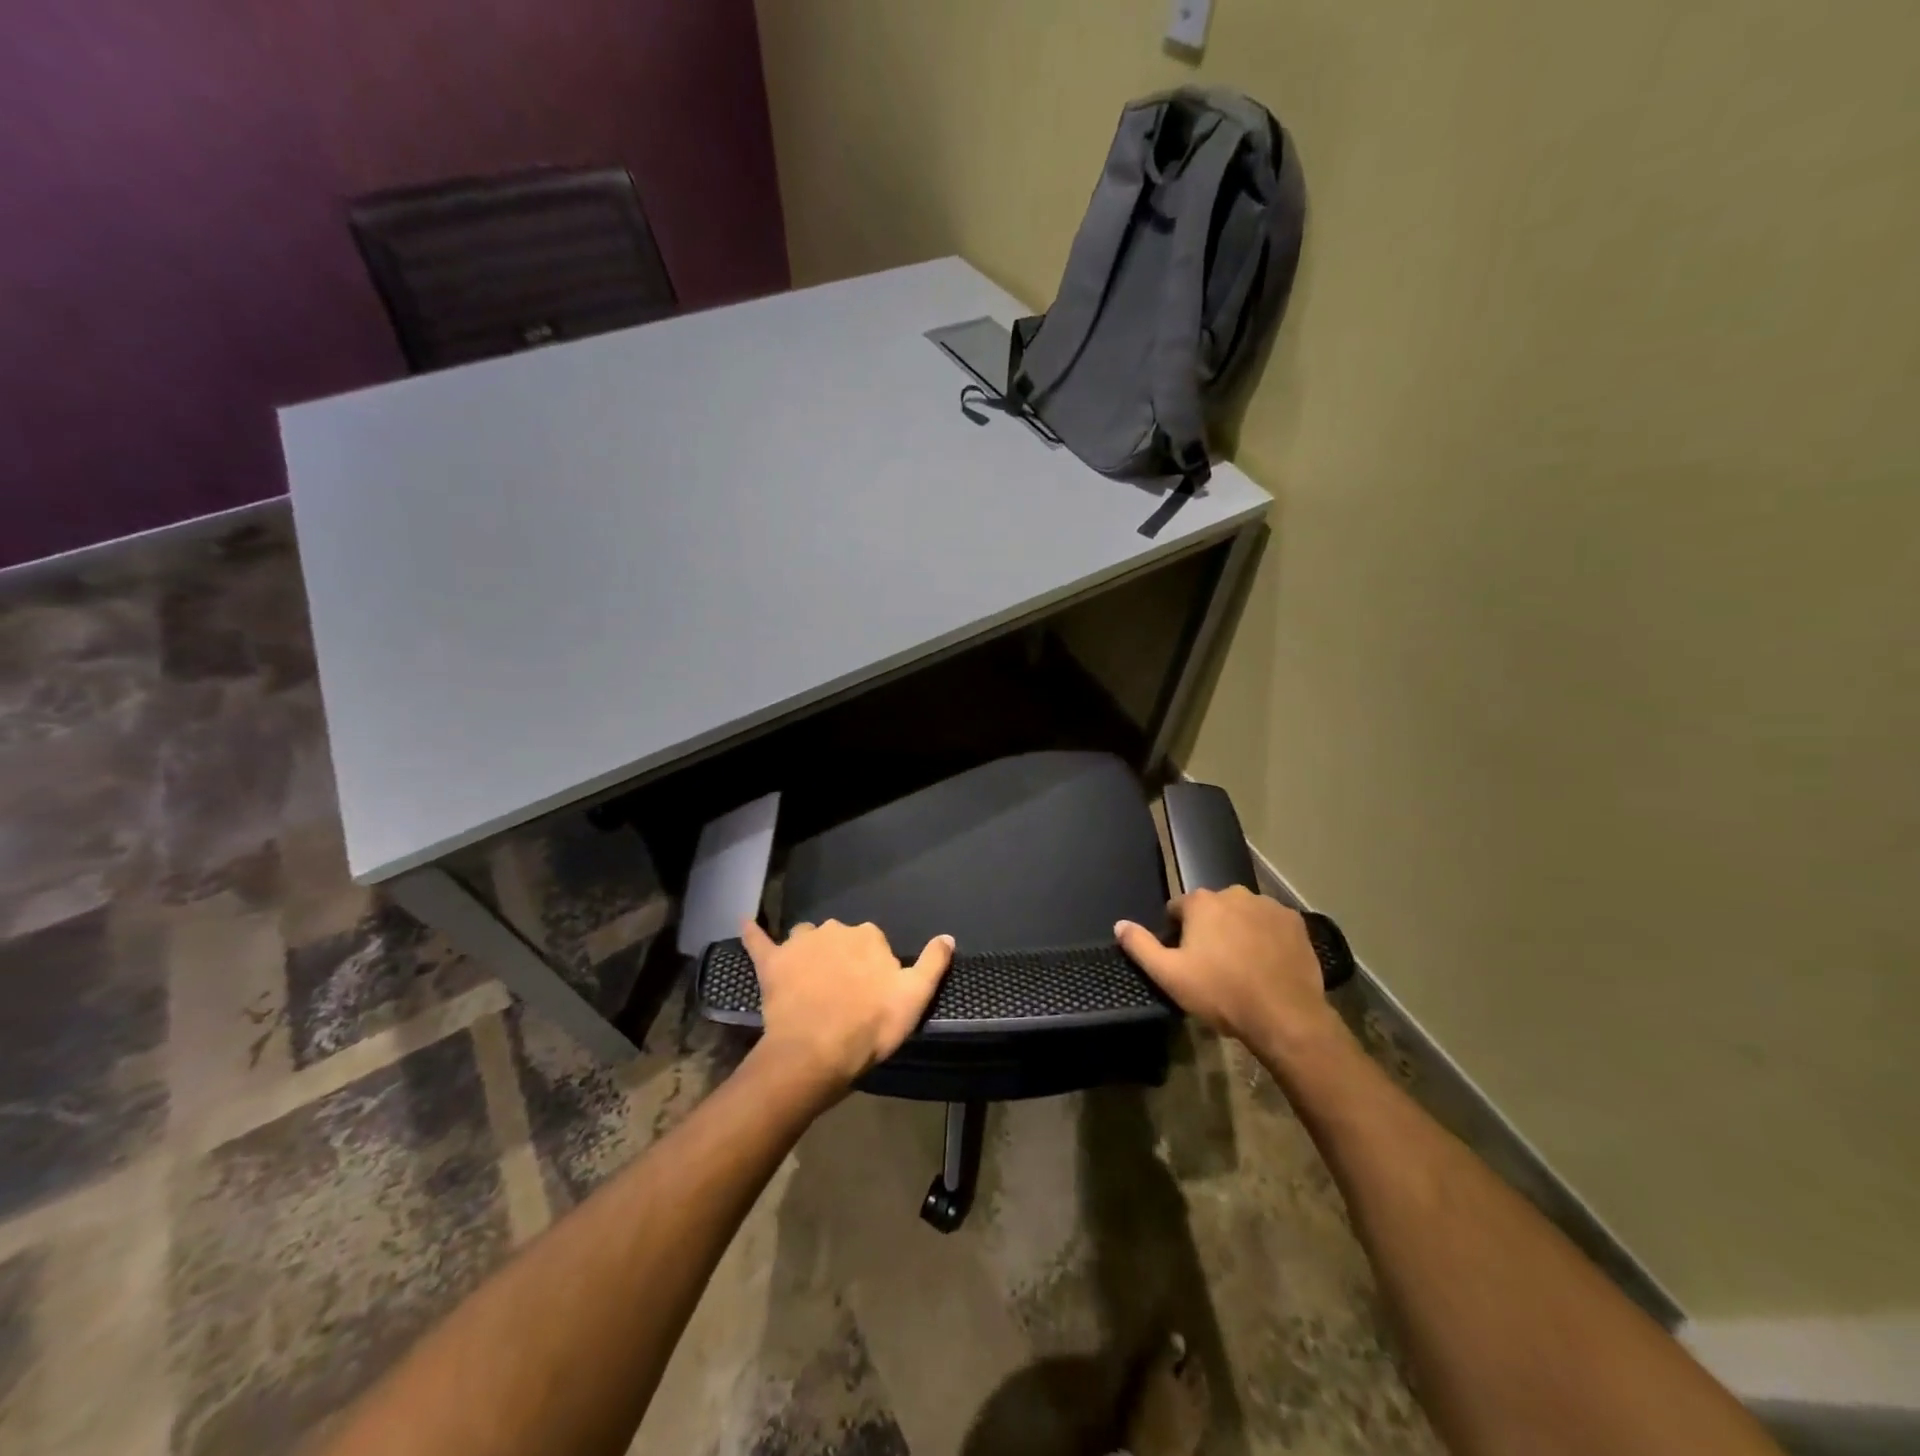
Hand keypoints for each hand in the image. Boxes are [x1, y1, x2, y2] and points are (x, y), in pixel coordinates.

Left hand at [741, 918, 953, 1097]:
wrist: (816, 1053)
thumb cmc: (871, 1026)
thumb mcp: (915, 998)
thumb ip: (933, 963)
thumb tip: (948, 936)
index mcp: (868, 936)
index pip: (873, 943)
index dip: (873, 967)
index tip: (872, 992)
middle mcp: (834, 929)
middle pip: (840, 938)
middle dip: (842, 957)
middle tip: (843, 993)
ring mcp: (799, 944)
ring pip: (805, 938)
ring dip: (808, 950)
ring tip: (809, 978)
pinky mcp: (772, 963)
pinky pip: (759, 941)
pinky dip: (754, 933)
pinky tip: (746, 923)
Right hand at [1115, 888, 1341, 1056]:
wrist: (1285, 1016)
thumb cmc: (1221, 993)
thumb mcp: (1169, 975)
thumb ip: (1141, 946)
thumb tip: (1119, 924)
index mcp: (1202, 903)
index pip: (1179, 909)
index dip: (1178, 934)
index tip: (1186, 959)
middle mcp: (1235, 893)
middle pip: (1213, 909)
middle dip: (1210, 930)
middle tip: (1214, 966)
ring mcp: (1269, 906)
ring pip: (1243, 915)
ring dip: (1239, 931)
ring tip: (1243, 967)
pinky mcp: (1296, 922)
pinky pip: (1271, 925)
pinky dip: (1267, 938)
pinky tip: (1268, 964)